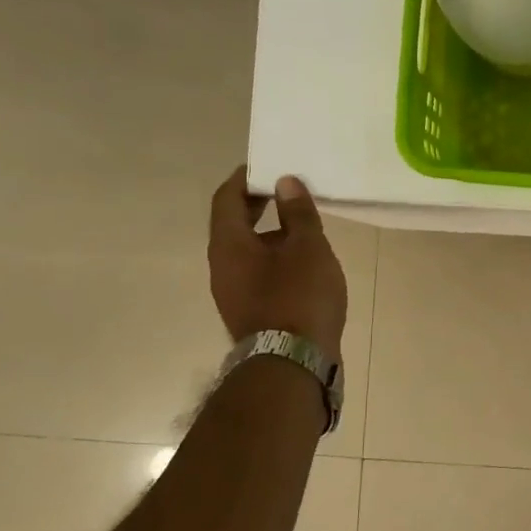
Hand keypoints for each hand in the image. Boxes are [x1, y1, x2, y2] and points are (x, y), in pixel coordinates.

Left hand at [208, 168, 348, 357]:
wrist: (293, 364)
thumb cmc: (299, 297)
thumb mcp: (308, 247)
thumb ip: (298, 212)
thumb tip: (285, 182)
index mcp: (228, 244)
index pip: (226, 199)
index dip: (245, 179)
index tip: (267, 166)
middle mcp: (222, 266)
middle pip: (234, 225)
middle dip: (258, 205)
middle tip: (287, 192)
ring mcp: (233, 293)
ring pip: (248, 251)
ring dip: (271, 234)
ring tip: (304, 227)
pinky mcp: (251, 312)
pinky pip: (258, 273)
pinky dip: (276, 259)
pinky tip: (304, 264)